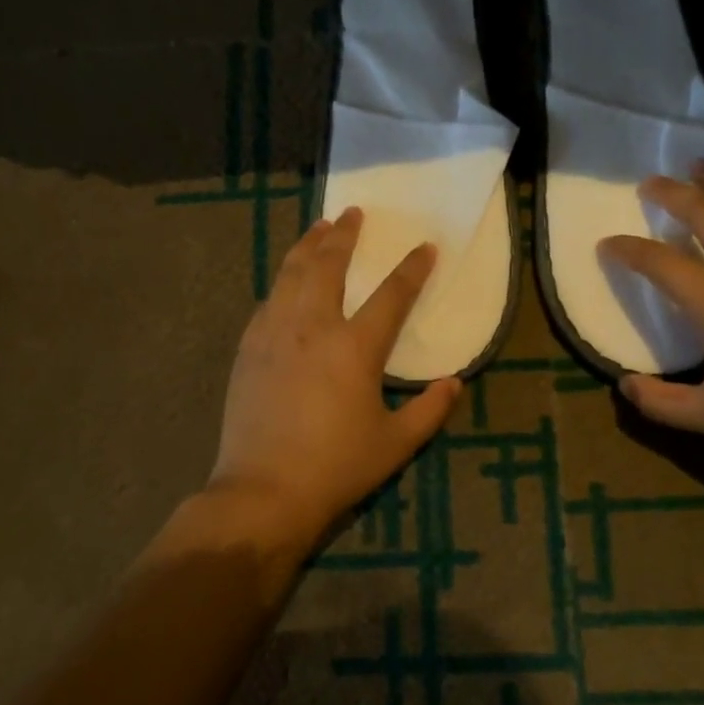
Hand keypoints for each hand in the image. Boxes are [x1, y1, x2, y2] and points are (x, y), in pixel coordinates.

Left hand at [209, 207, 459, 543]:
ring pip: (292, 273)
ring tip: (318, 226)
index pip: (391, 295)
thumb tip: (454, 384)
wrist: (263, 491)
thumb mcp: (395, 444)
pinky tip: (287, 278)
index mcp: (355, 348)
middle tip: (352, 213)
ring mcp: (275, 333)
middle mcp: (313, 327)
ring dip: (308, 245)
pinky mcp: (249, 347)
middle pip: (329, 265)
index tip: (425, 248)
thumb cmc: (335, 468)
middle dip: (344, 235)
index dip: (412, 269)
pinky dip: (283, 279)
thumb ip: (430, 411)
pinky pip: (269, 300)